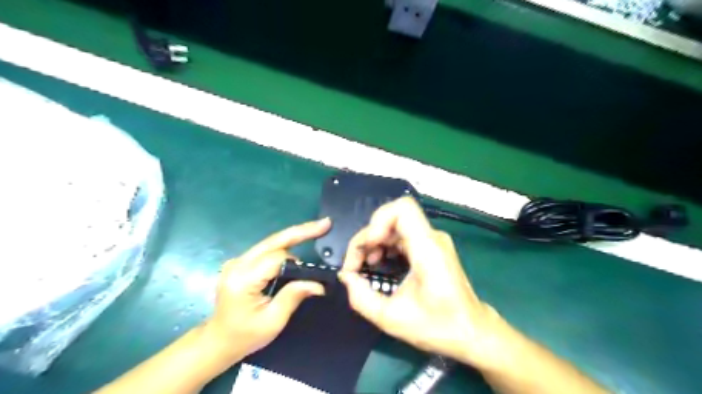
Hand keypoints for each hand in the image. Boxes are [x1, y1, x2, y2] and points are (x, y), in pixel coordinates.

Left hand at [202, 217, 330, 364]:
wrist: (217, 341)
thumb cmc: (244, 336)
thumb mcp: (273, 321)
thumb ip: (293, 296)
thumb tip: (318, 284)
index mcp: (243, 279)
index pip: (276, 259)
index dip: (298, 263)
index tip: (314, 274)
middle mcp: (238, 264)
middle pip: (273, 240)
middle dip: (300, 231)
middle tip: (324, 224)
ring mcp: (237, 261)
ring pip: (271, 242)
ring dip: (294, 237)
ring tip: (316, 231)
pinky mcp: (241, 263)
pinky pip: (267, 249)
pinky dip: (285, 245)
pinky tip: (299, 241)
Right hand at [338, 199, 498, 367]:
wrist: (472, 332)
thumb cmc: (438, 327)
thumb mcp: (392, 318)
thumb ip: (361, 298)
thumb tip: (346, 277)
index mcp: (427, 248)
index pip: (402, 208)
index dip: (378, 221)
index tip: (368, 248)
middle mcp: (432, 237)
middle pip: (392, 217)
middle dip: (368, 238)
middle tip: (356, 265)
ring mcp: (432, 240)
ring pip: (394, 225)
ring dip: (374, 242)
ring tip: (366, 266)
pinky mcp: (430, 247)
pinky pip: (401, 235)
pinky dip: (384, 246)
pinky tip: (379, 264)